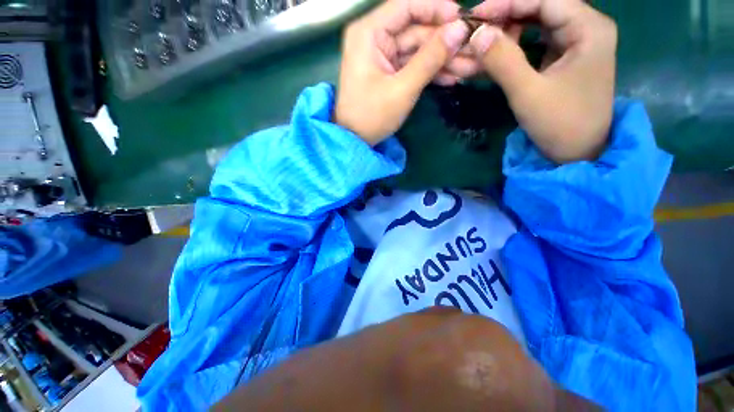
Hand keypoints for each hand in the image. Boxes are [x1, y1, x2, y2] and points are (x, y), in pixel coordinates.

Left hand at [334, 0, 469, 144]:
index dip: (437, 9)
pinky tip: (451, 78)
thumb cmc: (372, 116)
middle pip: (416, 30)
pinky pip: (413, 65)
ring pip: (418, 50)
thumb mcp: (402, 88)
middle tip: (474, 52)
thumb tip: (459, 30)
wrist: (355, 140)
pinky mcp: (388, 73)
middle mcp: (375, 38)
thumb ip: (431, 58)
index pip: (407, 6)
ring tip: (470, 68)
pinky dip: (430, 72)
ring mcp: (382, 57)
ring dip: (443, 59)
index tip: (463, 19)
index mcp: (369, 33)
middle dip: (446, 42)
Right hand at [470, 0, 617, 162]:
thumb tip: (477, 34)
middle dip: (508, 15)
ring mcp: (578, 43)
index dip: (509, 2)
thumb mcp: (527, 93)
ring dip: (510, 29)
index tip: (476, 14)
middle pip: (543, 7)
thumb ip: (502, 61)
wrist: (578, 151)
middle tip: (477, 30)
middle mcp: (587, 28)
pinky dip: (517, 45)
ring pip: (539, 23)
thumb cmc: (560, 123)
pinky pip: (539, 41)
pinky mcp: (567, 58)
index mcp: (589, 28)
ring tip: (484, 42)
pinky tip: (499, 52)